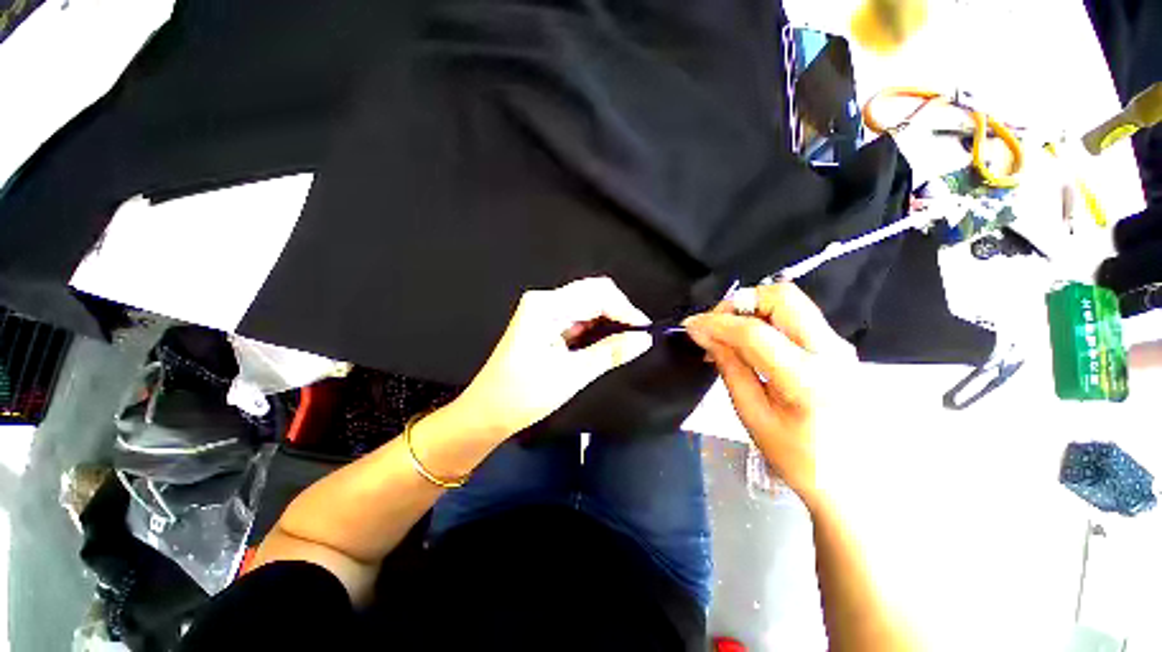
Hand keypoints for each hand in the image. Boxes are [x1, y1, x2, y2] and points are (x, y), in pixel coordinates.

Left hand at [453, 277, 653, 438]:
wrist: (488, 412)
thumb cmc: (524, 394)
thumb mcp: (572, 374)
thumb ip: (610, 352)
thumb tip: (643, 339)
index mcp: (546, 306)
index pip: (597, 294)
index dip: (624, 310)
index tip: (645, 331)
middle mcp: (545, 301)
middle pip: (593, 293)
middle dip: (618, 311)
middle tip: (637, 336)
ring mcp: (544, 311)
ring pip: (587, 304)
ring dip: (609, 319)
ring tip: (627, 339)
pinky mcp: (546, 323)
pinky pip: (578, 317)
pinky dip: (596, 327)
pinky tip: (607, 341)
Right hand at [682, 282, 856, 502]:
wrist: (858, 482)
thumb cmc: (799, 458)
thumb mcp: (753, 416)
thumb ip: (729, 367)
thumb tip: (703, 334)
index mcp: (807, 379)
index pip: (753, 332)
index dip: (716, 323)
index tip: (691, 325)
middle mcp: (831, 352)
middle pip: (782, 296)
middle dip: (740, 302)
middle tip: (716, 324)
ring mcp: (841, 346)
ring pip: (791, 302)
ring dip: (752, 309)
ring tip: (728, 335)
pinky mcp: (839, 347)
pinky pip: (797, 317)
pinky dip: (766, 319)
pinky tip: (750, 343)